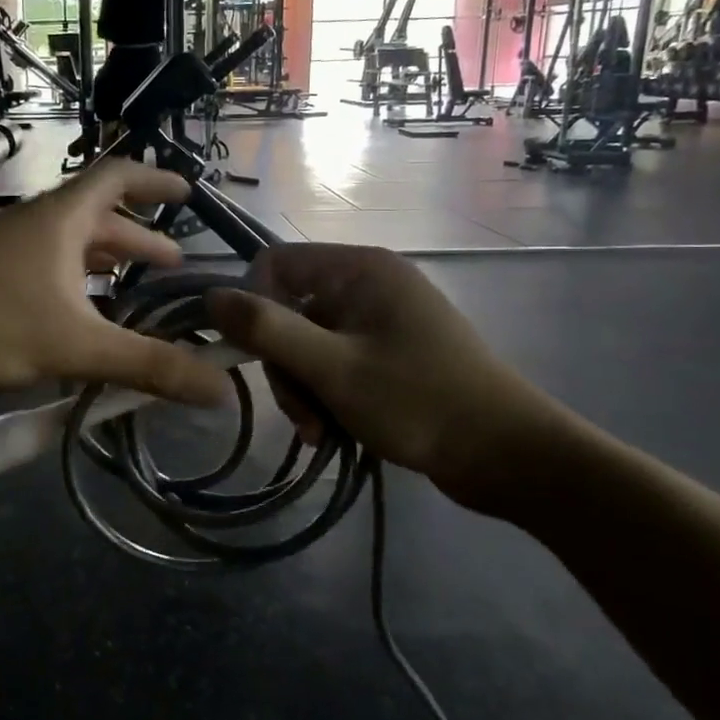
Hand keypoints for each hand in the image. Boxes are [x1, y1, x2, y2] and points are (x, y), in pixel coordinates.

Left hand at [0, 163, 232, 406]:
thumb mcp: (76, 345)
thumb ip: (148, 366)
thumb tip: (220, 390)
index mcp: (60, 219)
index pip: (117, 177)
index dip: (156, 180)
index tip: (188, 192)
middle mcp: (33, 226)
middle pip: (96, 220)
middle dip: (138, 239)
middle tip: (173, 265)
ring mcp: (2, 252)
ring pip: (67, 250)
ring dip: (104, 266)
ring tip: (134, 292)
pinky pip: (42, 274)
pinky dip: (72, 289)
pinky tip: (78, 322)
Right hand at [207, 244, 576, 515]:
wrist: (509, 455)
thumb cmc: (418, 402)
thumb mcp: (333, 368)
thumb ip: (267, 330)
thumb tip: (210, 296)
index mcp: (359, 269)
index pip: (275, 264)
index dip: (253, 306)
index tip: (256, 357)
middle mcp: (369, 284)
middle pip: (290, 311)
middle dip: (285, 365)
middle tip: (301, 415)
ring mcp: (382, 320)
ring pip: (310, 344)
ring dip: (304, 389)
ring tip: (321, 433)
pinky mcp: (392, 353)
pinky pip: (337, 362)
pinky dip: (328, 396)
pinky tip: (335, 432)